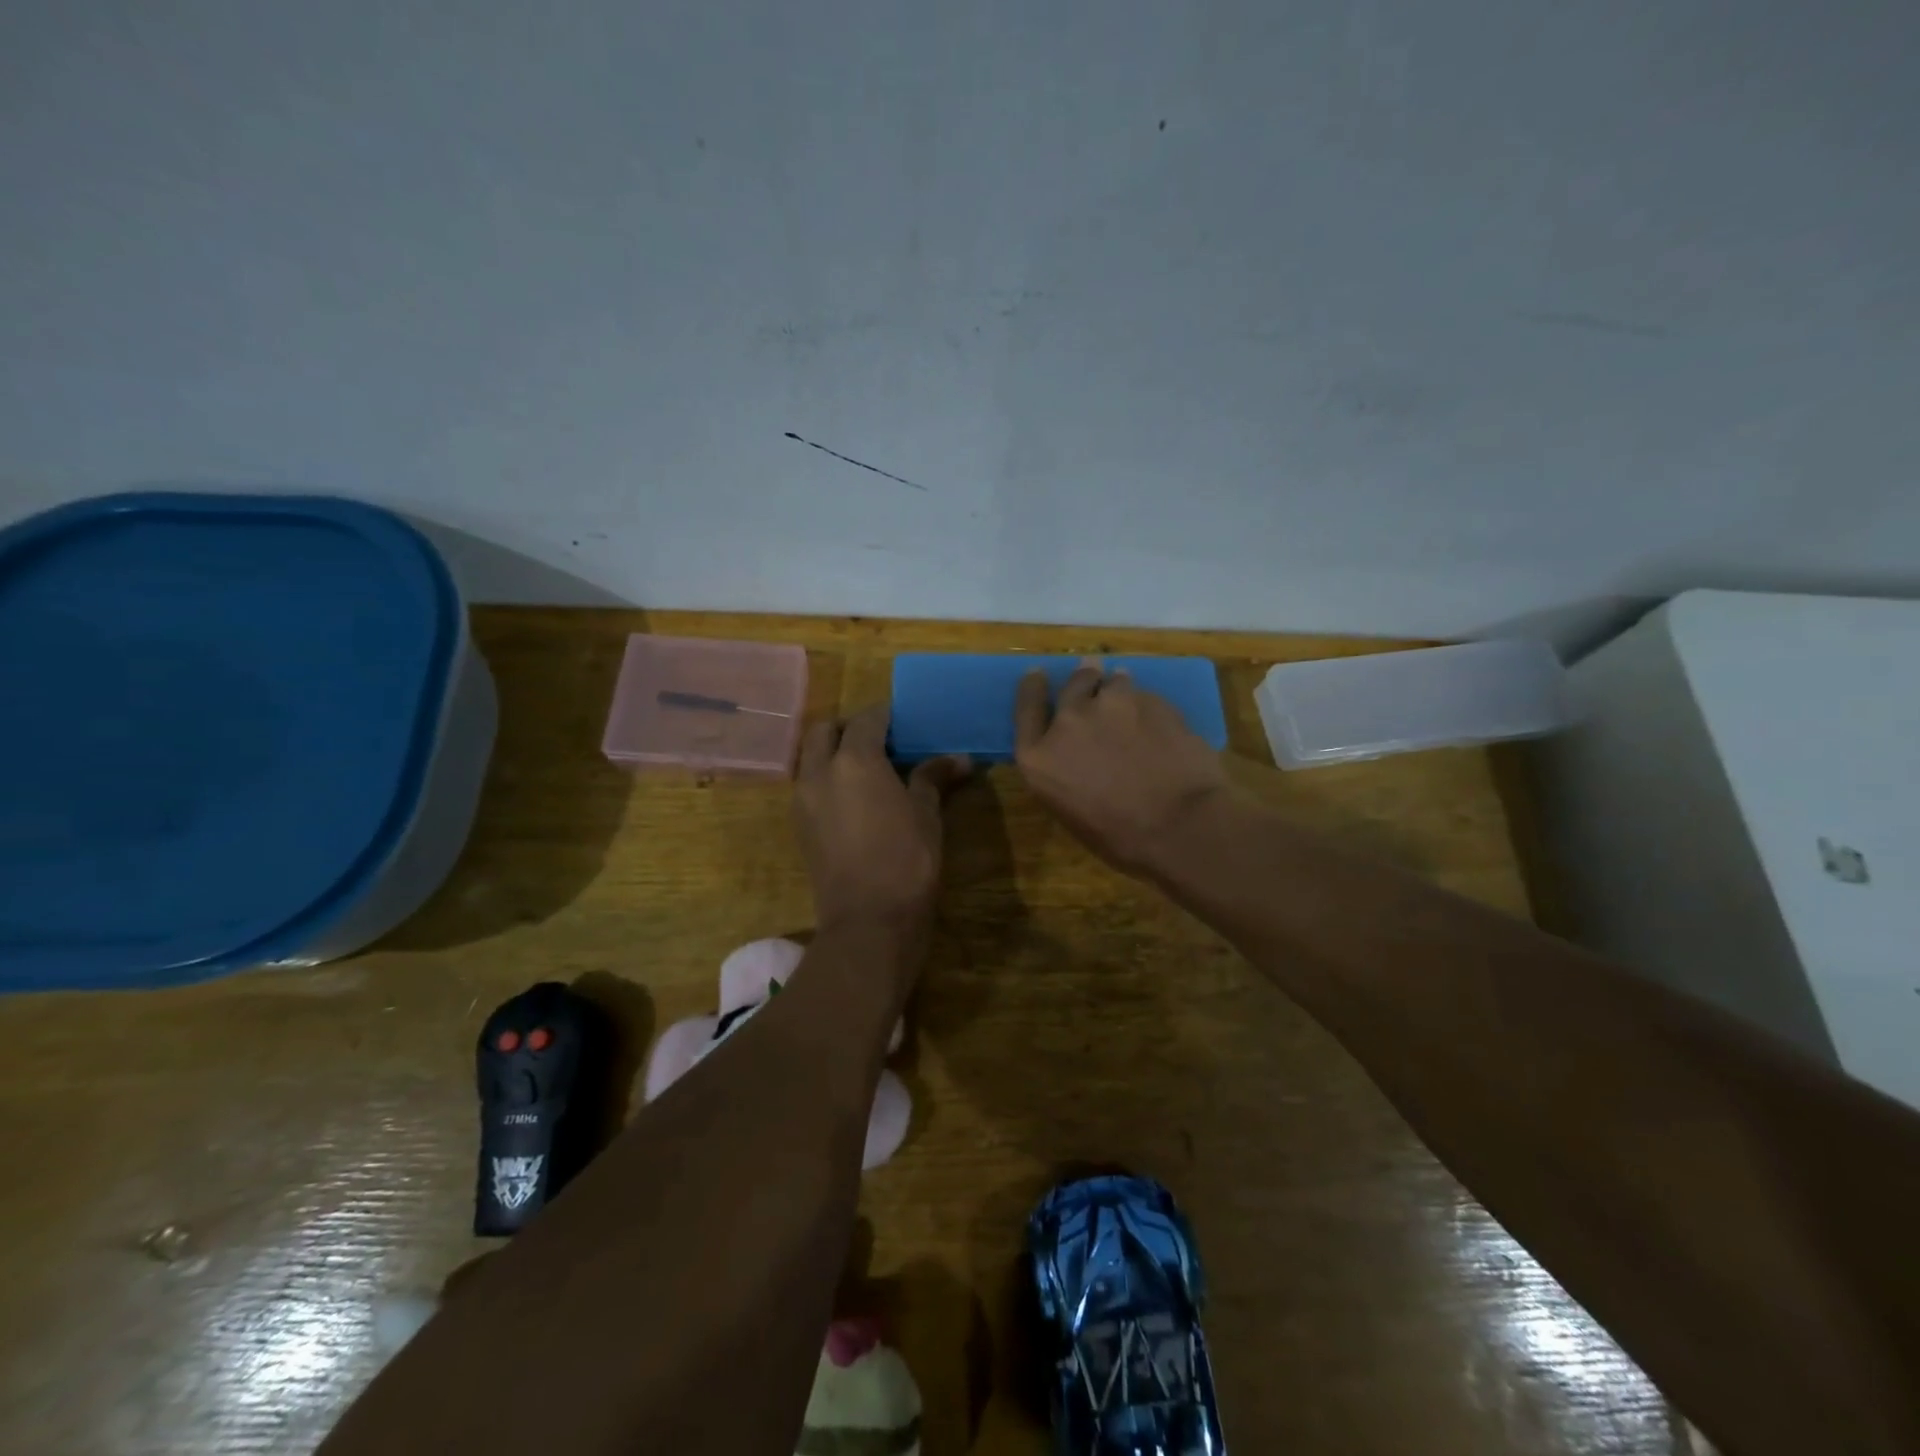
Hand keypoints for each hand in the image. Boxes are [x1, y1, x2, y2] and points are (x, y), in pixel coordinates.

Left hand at [794, 704, 970, 931]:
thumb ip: (933, 778)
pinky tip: (855, 798)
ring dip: (833, 752)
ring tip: (868, 768)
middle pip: (824, 730)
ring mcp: (803, 800)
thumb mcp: (926, 815)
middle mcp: (820, 772)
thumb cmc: (907, 861)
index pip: (866, 719)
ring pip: (810, 757)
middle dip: (848, 727)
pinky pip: (809, 785)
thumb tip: (959, 758)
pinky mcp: (799, 826)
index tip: (904, 718)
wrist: (868, 922)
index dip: (885, 714)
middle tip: (879, 739)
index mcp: (854, 761)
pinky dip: (827, 778)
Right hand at [1014, 660, 1232, 876]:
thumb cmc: (1119, 837)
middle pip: (1072, 685)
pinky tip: (1159, 724)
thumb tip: (1078, 755)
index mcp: (1041, 756)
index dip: (1032, 688)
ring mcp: (1114, 705)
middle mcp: (1071, 720)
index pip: (1027, 707)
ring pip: (1114, 683)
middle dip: (1082, 678)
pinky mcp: (1153, 702)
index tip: (1037, 675)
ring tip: (1128, 698)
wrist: (1179, 827)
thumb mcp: (1070, 809)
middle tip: (1090, 673)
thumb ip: (1064, 769)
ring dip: (1117, 688)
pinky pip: (1145, 697)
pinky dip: (1147, 706)